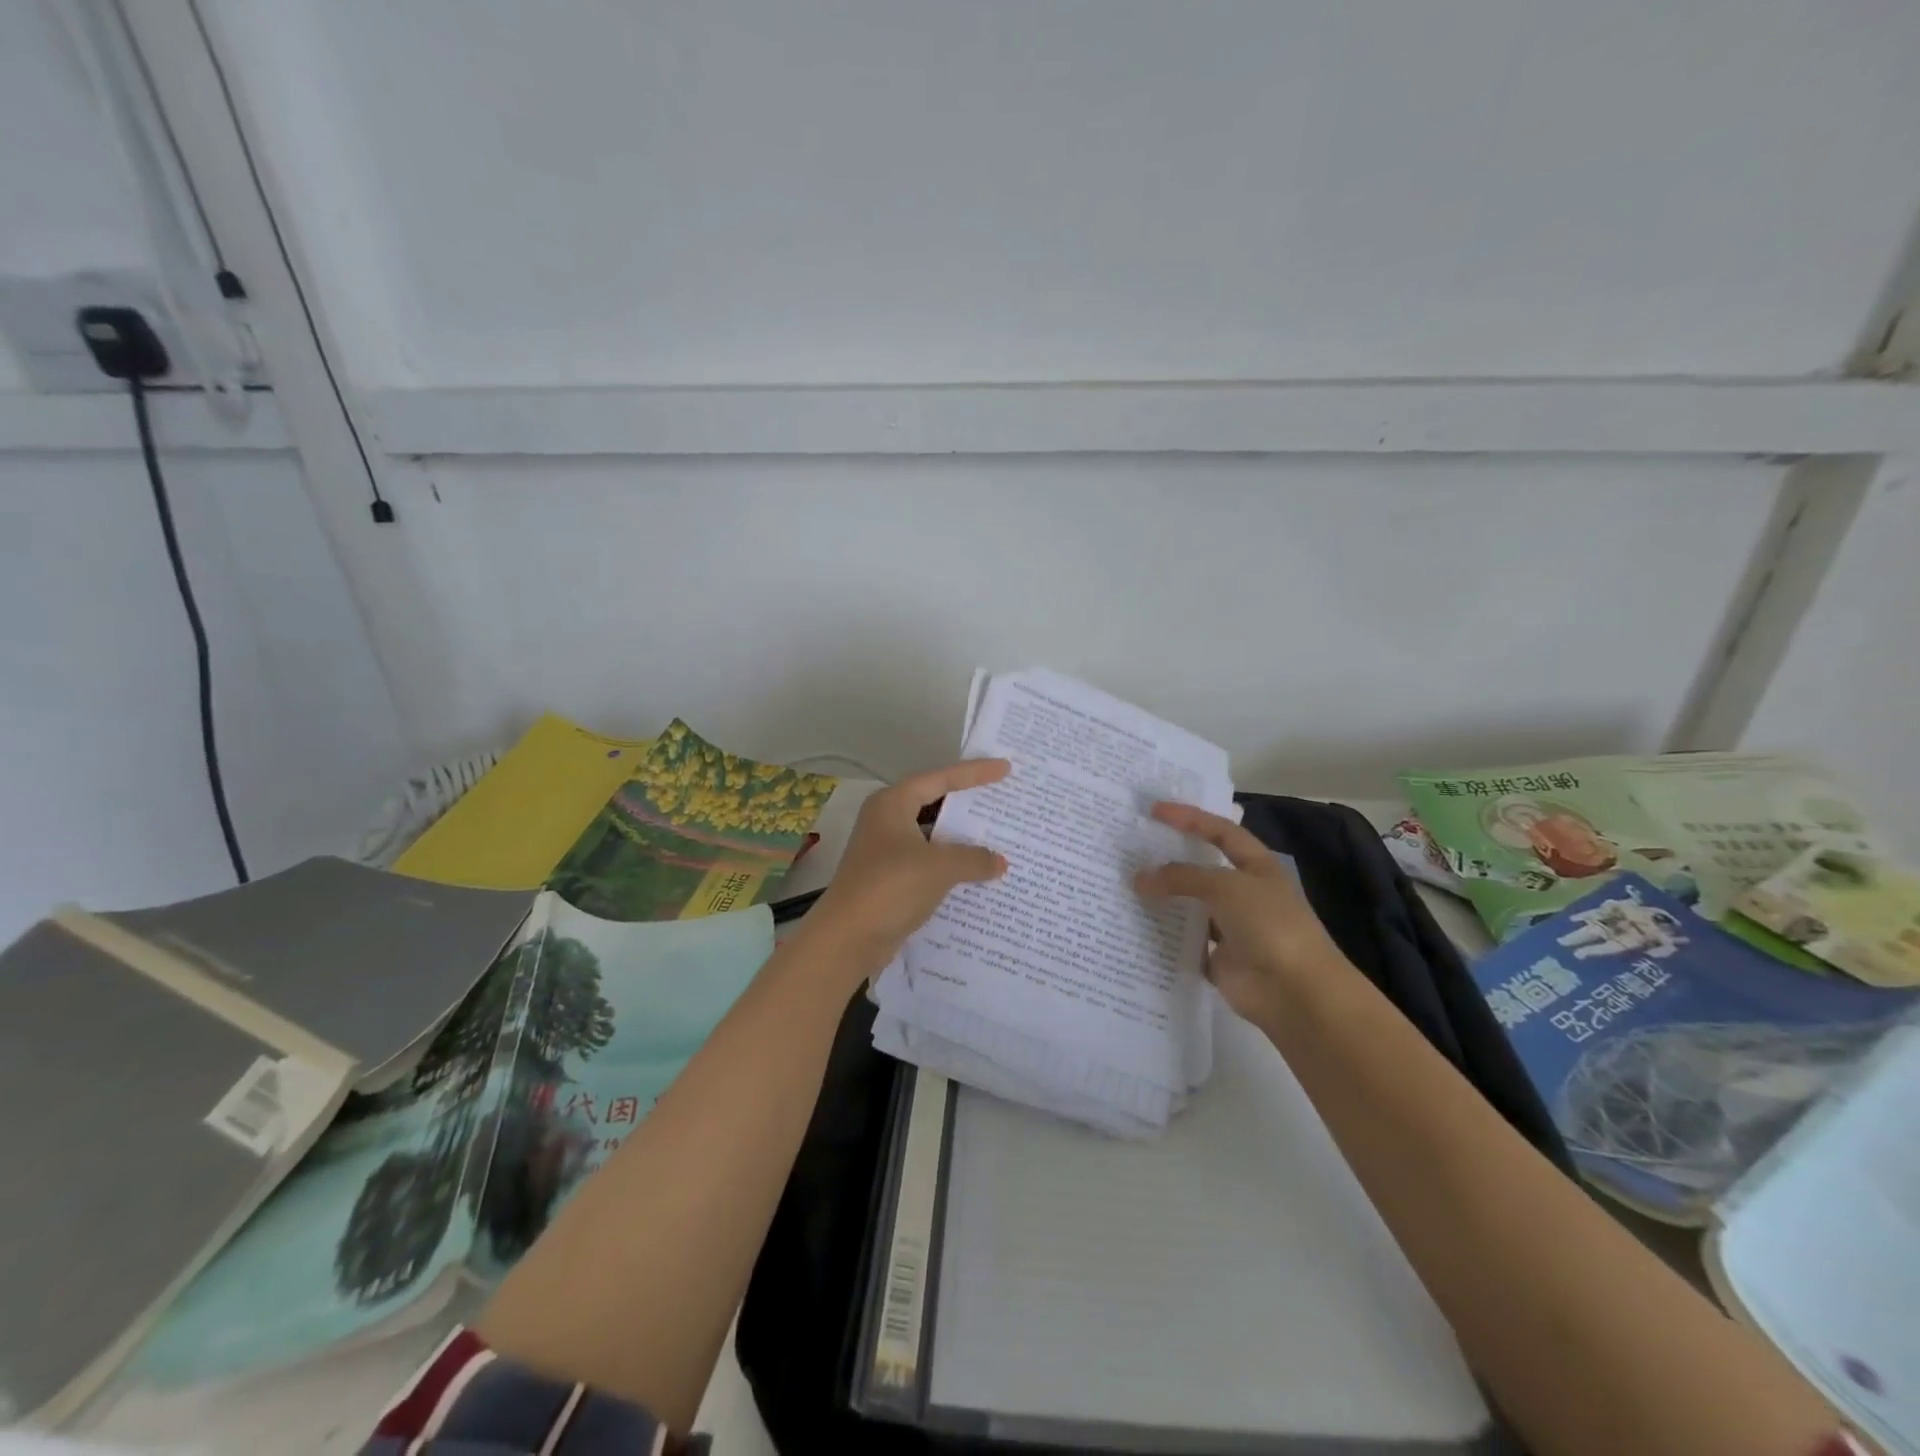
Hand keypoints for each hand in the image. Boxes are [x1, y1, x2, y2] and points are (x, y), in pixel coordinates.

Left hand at [804, 759, 1011, 974]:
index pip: (940, 778)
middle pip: (934, 803)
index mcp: (893, 803)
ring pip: (932, 835)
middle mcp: (886, 820)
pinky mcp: (889, 877)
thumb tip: (1000, 862)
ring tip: (997, 837)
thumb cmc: (890, 887)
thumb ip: (974, 858)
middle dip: (967, 805)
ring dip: (961, 839)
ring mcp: (886, 850)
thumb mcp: (939, 867)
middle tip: (1002, 799)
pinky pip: (928, 861)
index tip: (1005, 768)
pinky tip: (977, 873)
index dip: (974, 772)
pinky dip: (950, 864)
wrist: (847, 938)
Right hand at [1134, 801, 1350, 1028]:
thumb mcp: (1225, 887)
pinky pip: (1186, 943)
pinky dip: (1166, 938)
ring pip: (1191, 907)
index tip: (1154, 811)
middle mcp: (1245, 894)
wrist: (1296, 992)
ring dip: (1164, 899)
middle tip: (1132, 849)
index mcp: (1257, 867)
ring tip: (1125, 886)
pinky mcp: (1220, 960)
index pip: (1221, 832)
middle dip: (1170, 859)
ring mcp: (1232, 928)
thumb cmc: (1268, 924)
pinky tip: (1135, 927)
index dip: (1190, 818)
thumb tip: (1139, 878)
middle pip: (1202, 869)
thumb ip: (1180, 877)